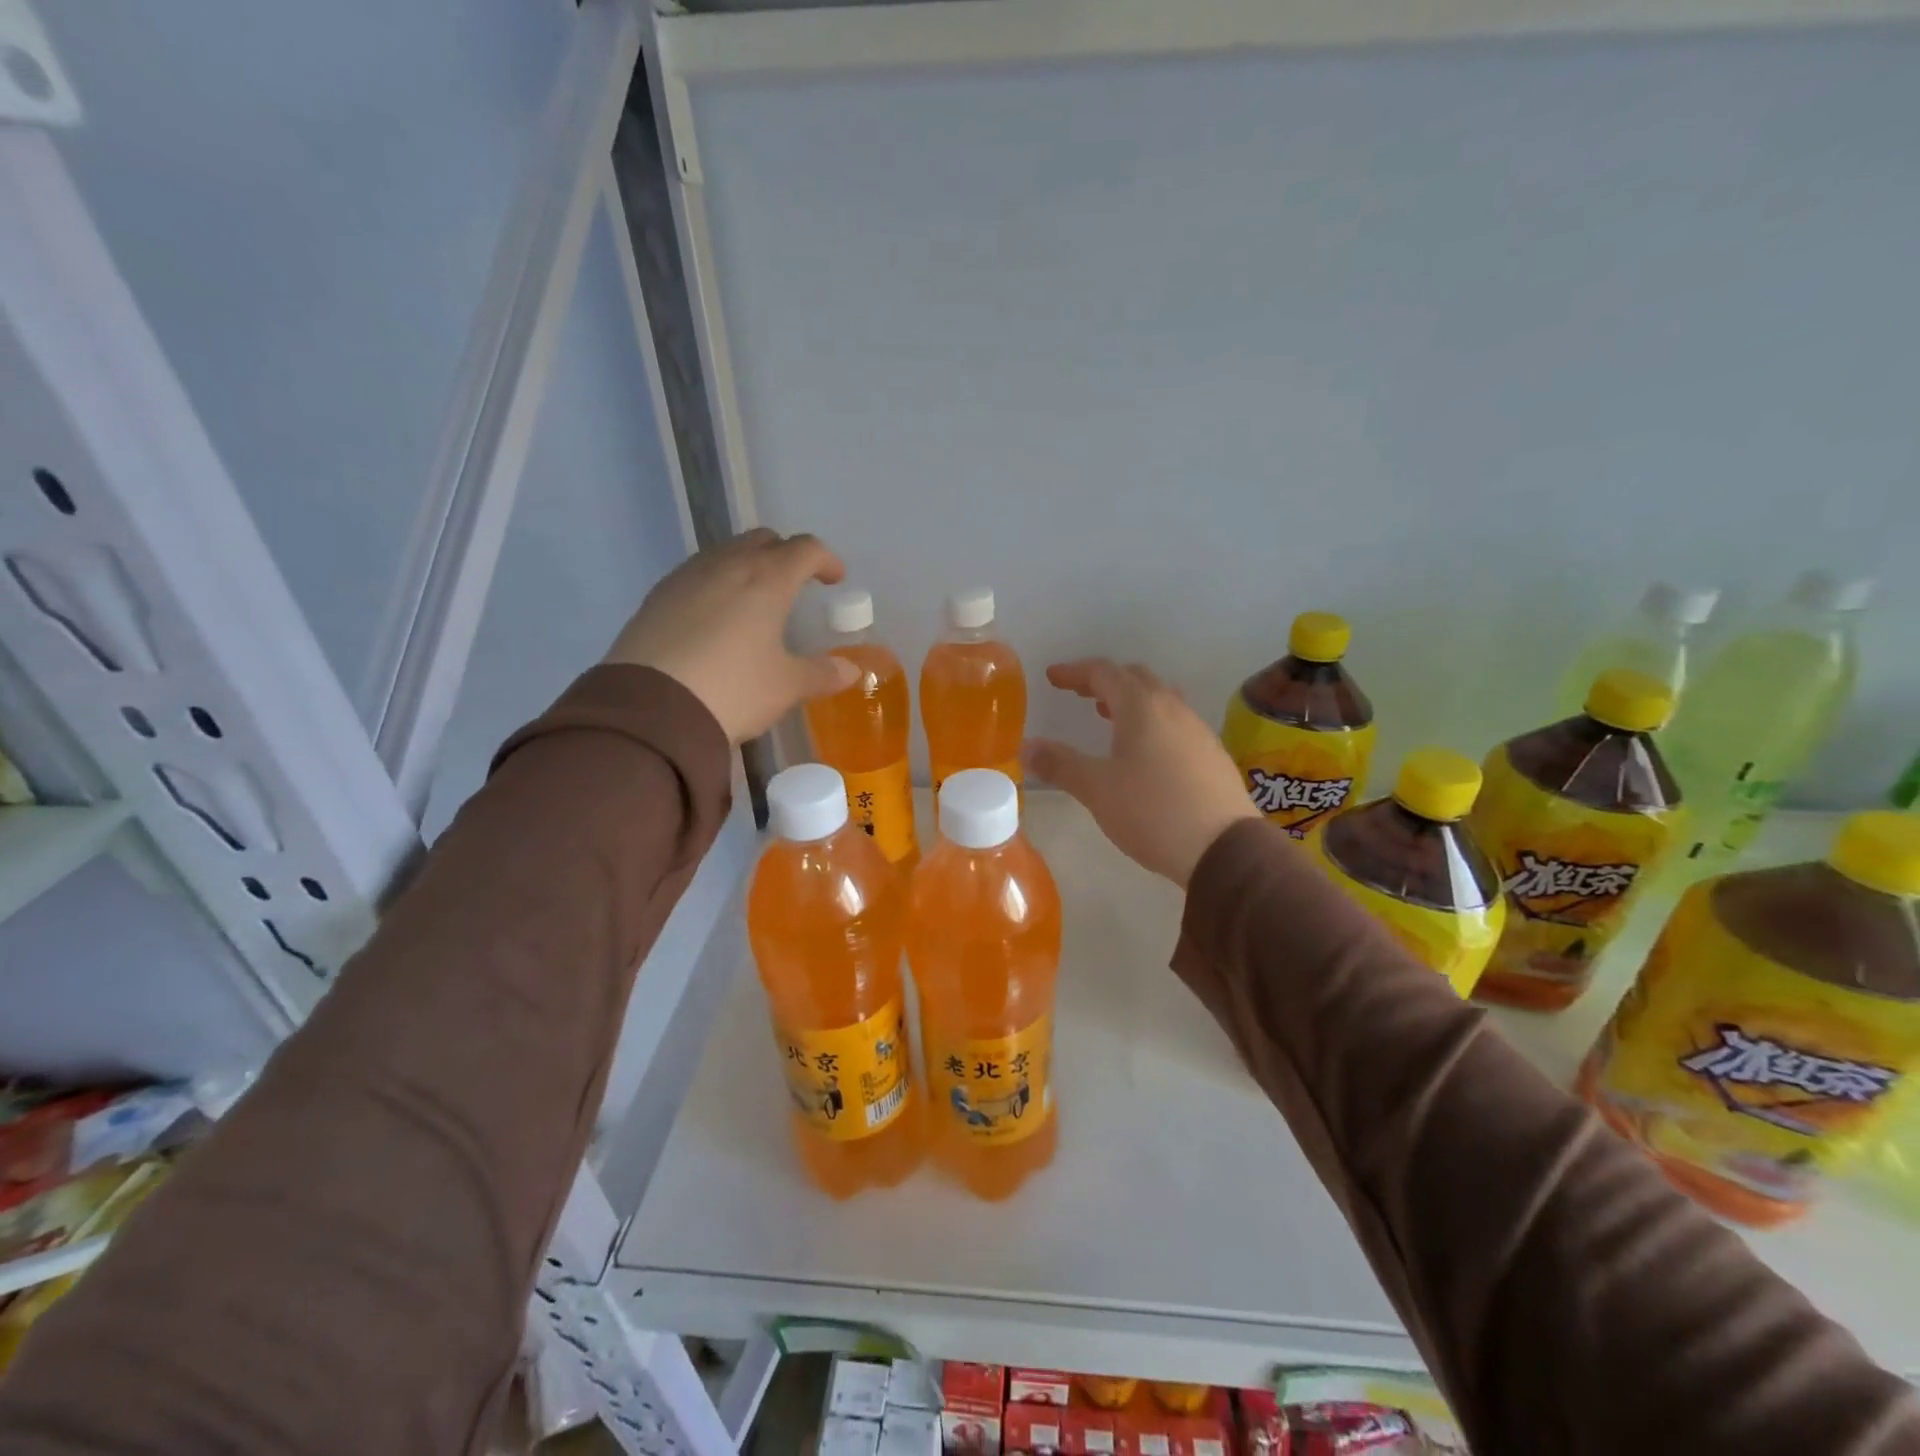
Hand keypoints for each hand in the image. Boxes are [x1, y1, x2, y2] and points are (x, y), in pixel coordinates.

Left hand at [605, 529, 858, 743]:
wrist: (652, 709)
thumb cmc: (734, 689)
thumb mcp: (786, 686)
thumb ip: (822, 674)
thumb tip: (851, 670)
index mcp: (768, 579)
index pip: (805, 550)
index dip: (826, 560)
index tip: (835, 579)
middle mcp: (727, 566)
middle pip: (763, 540)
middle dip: (785, 555)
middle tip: (795, 583)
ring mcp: (687, 577)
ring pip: (725, 553)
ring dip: (747, 565)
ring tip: (754, 599)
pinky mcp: (657, 597)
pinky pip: (696, 574)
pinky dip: (715, 583)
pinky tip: (714, 616)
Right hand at [1025, 659, 1260, 887]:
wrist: (1223, 848)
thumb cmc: (1152, 811)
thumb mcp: (1096, 789)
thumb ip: (1060, 764)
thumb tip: (1027, 747)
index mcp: (1142, 707)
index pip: (1104, 673)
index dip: (1075, 672)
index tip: (1052, 677)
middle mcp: (1173, 708)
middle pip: (1135, 678)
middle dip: (1104, 681)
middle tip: (1080, 693)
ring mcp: (1197, 730)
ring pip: (1160, 699)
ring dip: (1131, 700)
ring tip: (1109, 717)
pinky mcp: (1211, 754)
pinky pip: (1175, 722)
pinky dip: (1151, 722)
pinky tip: (1143, 752)